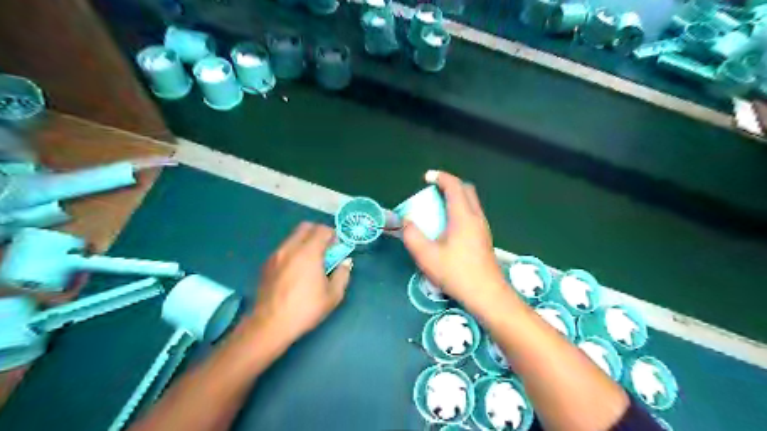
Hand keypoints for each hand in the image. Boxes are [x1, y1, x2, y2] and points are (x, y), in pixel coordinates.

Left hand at [246, 223, 352, 345]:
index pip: (322, 230)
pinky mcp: (267, 264)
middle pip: (306, 226)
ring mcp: (276, 255)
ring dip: (305, 241)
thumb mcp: (333, 296)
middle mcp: (290, 248)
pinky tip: (296, 270)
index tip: (338, 247)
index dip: (333, 235)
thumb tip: (345, 262)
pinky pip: (284, 248)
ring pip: (293, 236)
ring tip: (311, 261)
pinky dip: (294, 250)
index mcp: (308, 253)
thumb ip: (342, 274)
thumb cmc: (305, 309)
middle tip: (326, 249)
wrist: (269, 325)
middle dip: (319, 233)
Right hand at [402, 170, 507, 314]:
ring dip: (456, 198)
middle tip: (433, 191)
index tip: (427, 177)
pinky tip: (449, 227)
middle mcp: (476, 217)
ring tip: (438, 208)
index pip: (454, 186)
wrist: (487, 294)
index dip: (441, 177)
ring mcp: (483, 228)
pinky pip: (473, 214)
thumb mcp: (427, 256)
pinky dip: (460, 210)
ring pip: (472, 202)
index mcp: (463, 216)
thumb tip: (406, 221)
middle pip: (467, 190)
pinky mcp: (485, 238)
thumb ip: (412, 235)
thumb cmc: (456, 273)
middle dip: (450, 185)